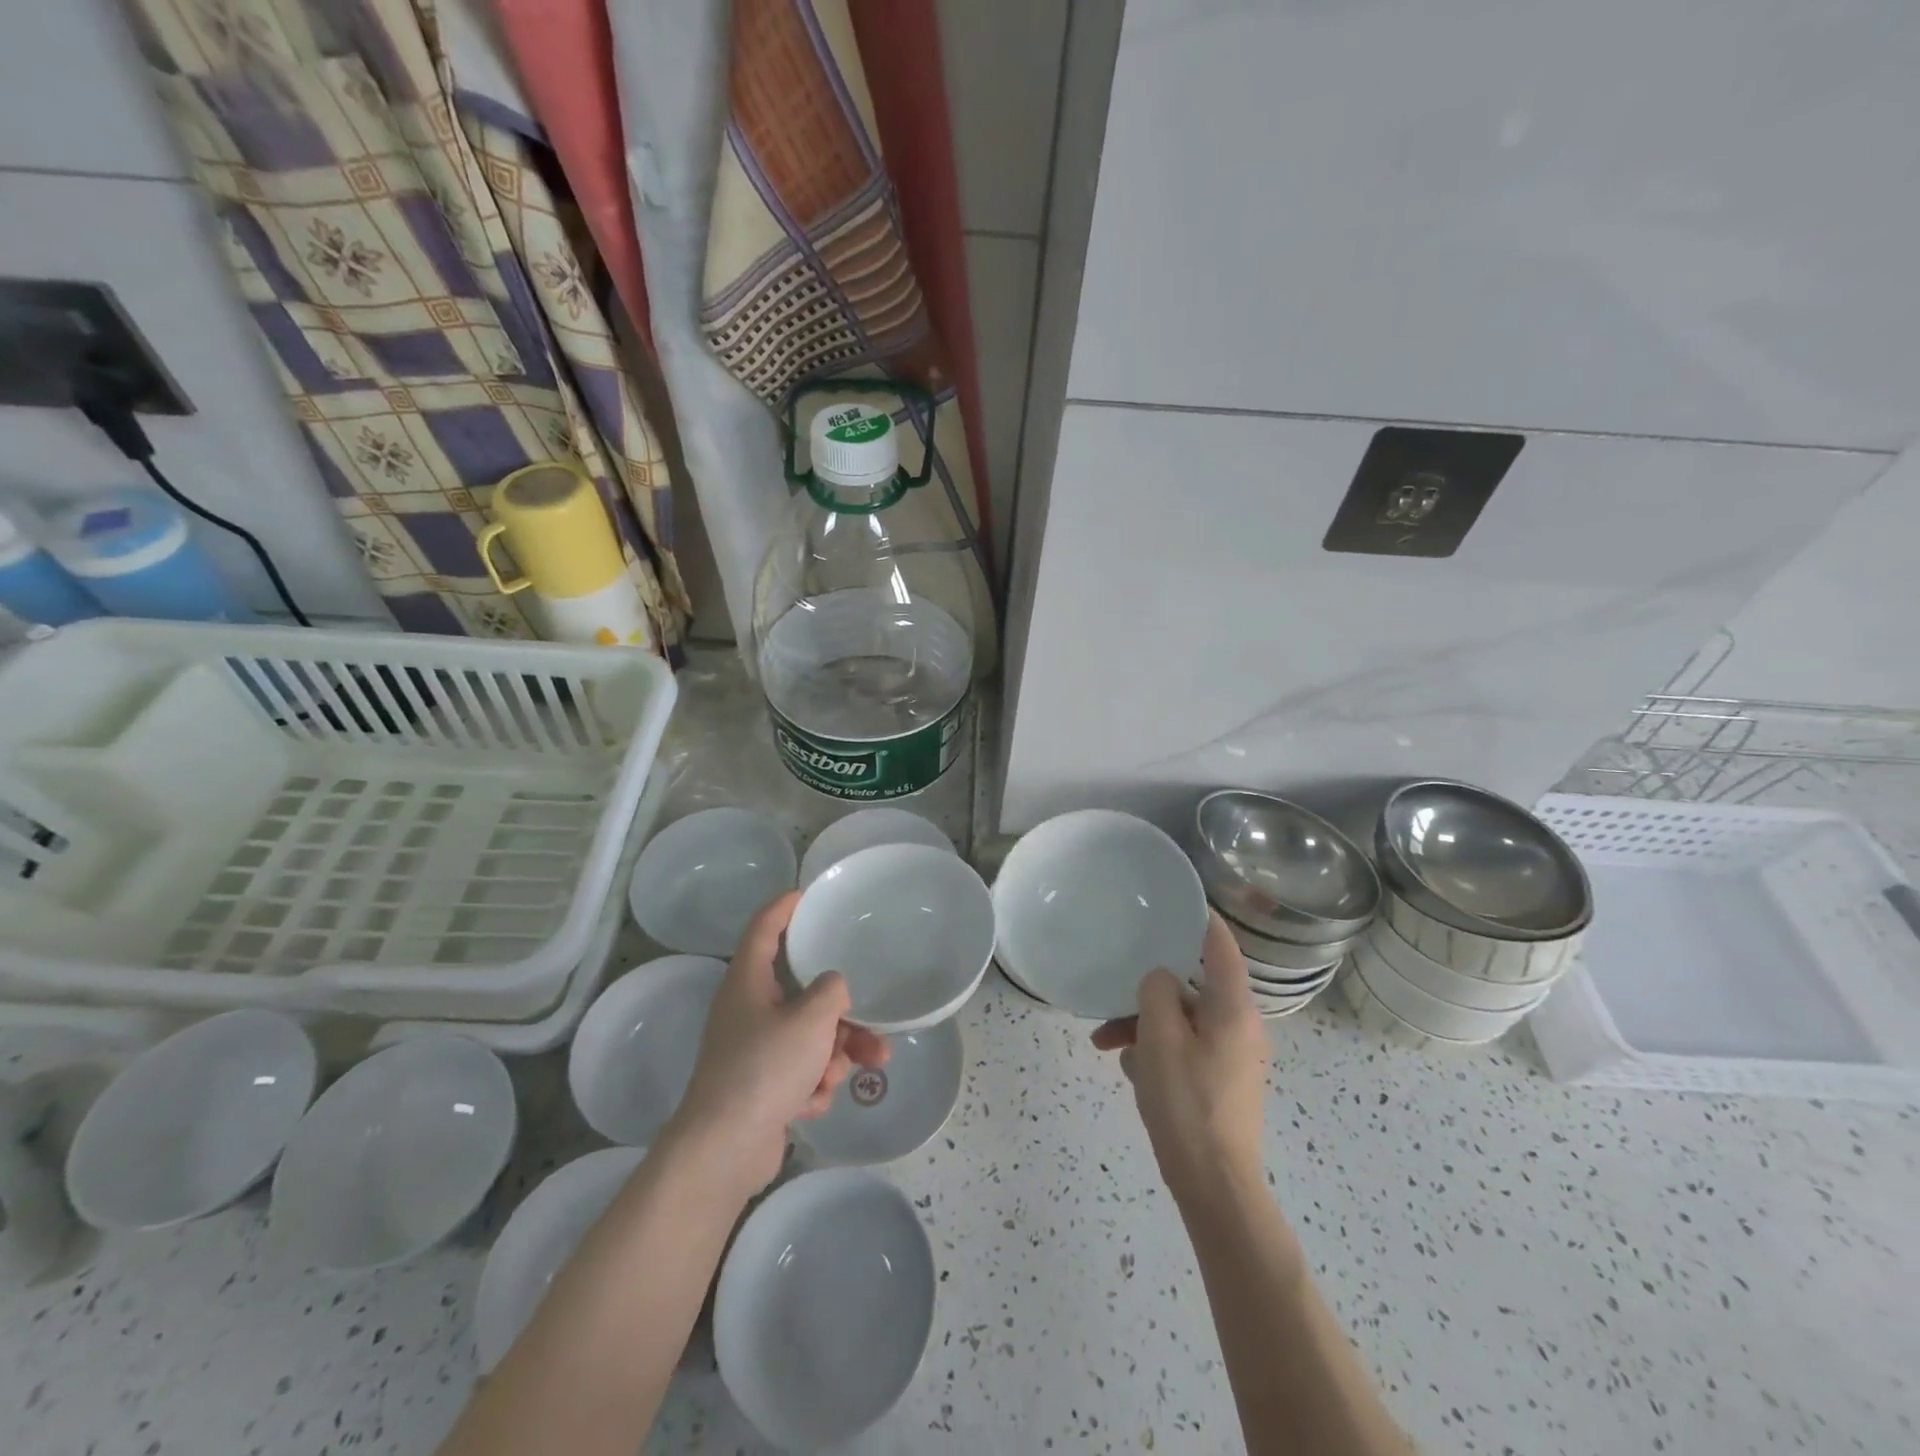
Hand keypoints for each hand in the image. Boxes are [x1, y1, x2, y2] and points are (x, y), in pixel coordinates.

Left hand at [667, 892, 888, 1194]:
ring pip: (808, 1037)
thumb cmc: (765, 1068)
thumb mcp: (811, 1019)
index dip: (782, 908)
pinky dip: (812, 1084)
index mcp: (748, 982)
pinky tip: (811, 1103)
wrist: (725, 1150)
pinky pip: (799, 1070)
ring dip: (833, 1055)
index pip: (763, 929)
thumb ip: (832, 991)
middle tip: (870, 1027)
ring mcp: (752, 1050)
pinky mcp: (760, 1086)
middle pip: (802, 995)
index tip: (804, 894)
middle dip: (840, 1016)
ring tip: (843, 1076)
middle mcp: (747, 1010)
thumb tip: (833, 989)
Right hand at [1091, 911, 1268, 1207]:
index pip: (1220, 946)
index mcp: (1232, 1009)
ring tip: (1104, 1043)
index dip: (1199, 918)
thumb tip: (1160, 980)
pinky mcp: (1218, 1081)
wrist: (1214, 1186)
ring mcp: (1230, 1056)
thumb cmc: (1187, 1104)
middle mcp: (1238, 1026)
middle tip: (1114, 991)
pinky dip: (1156, 1050)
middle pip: (1191, 987)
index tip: (1173, 901)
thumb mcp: (1161, 1038)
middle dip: (1149, 990)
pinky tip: (1130, 1069)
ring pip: (1181, 1020)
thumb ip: (1157, 993)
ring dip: (1143, 1024)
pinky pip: (1183, 1048)